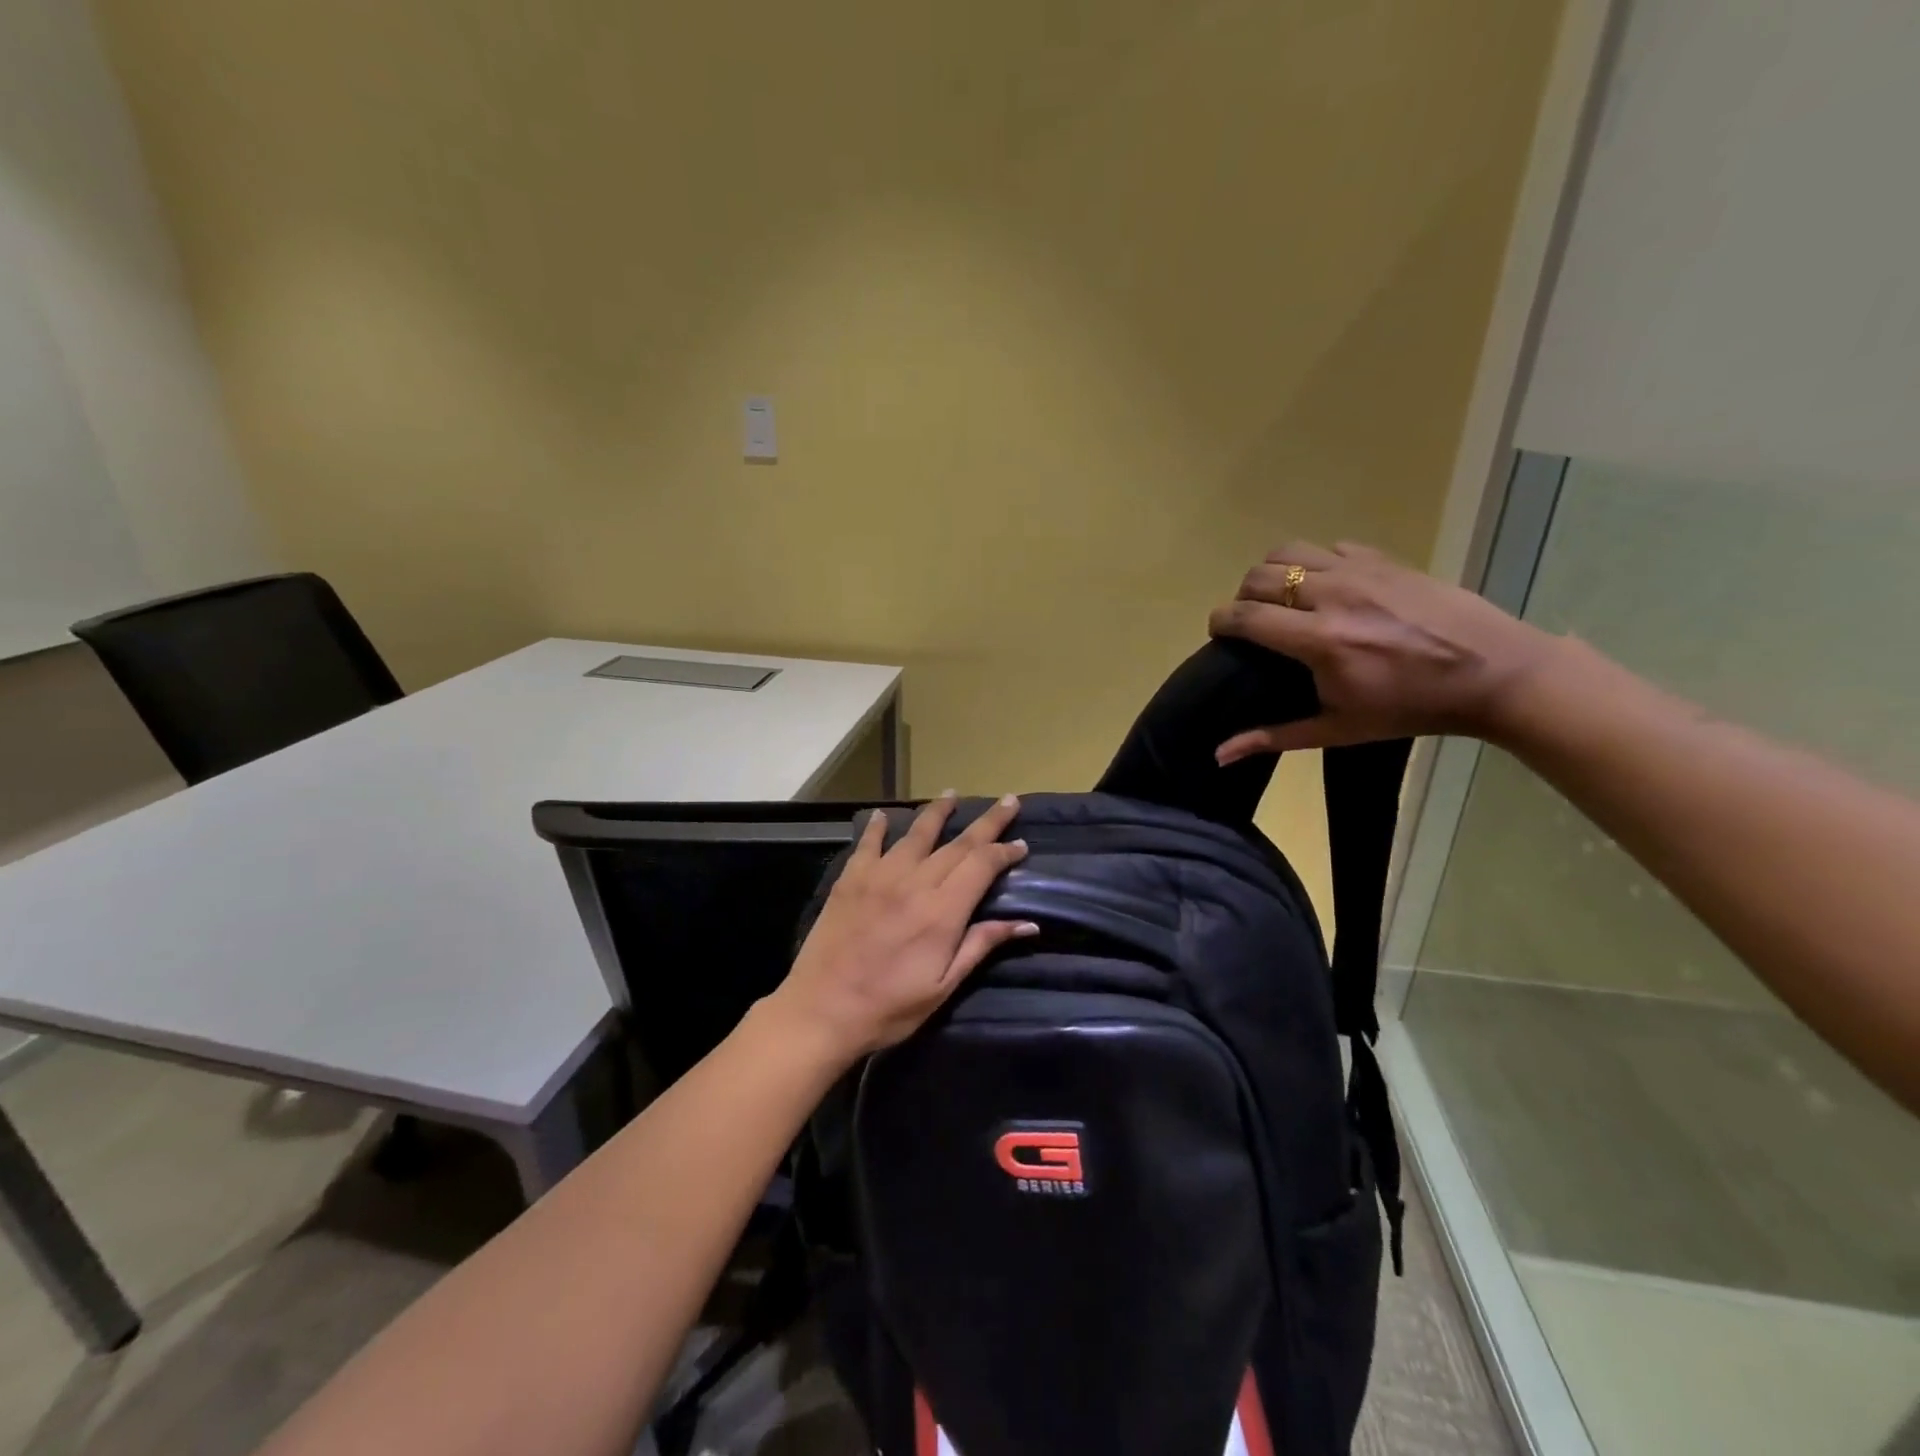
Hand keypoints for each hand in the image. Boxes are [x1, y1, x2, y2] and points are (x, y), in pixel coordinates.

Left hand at [770, 793, 1035, 1061]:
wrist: (821, 1011)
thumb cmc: (889, 1008)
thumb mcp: (943, 986)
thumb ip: (981, 946)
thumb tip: (1027, 923)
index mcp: (942, 911)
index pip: (982, 866)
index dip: (1004, 852)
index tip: (1021, 844)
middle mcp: (914, 882)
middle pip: (958, 843)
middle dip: (987, 822)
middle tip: (1008, 802)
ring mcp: (879, 876)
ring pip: (916, 833)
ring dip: (937, 812)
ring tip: (952, 795)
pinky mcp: (850, 879)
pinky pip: (868, 843)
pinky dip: (877, 827)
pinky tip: (882, 815)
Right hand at [1207, 540, 1565, 759]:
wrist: (1494, 674)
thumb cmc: (1411, 708)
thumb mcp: (1339, 729)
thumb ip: (1274, 737)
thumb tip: (1219, 754)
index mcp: (1319, 640)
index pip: (1244, 616)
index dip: (1220, 622)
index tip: (1219, 635)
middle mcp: (1332, 595)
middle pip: (1258, 576)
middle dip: (1242, 597)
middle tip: (1252, 621)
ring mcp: (1360, 571)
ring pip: (1288, 550)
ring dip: (1272, 572)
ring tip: (1282, 597)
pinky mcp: (1384, 559)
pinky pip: (1330, 547)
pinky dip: (1315, 563)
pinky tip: (1326, 587)